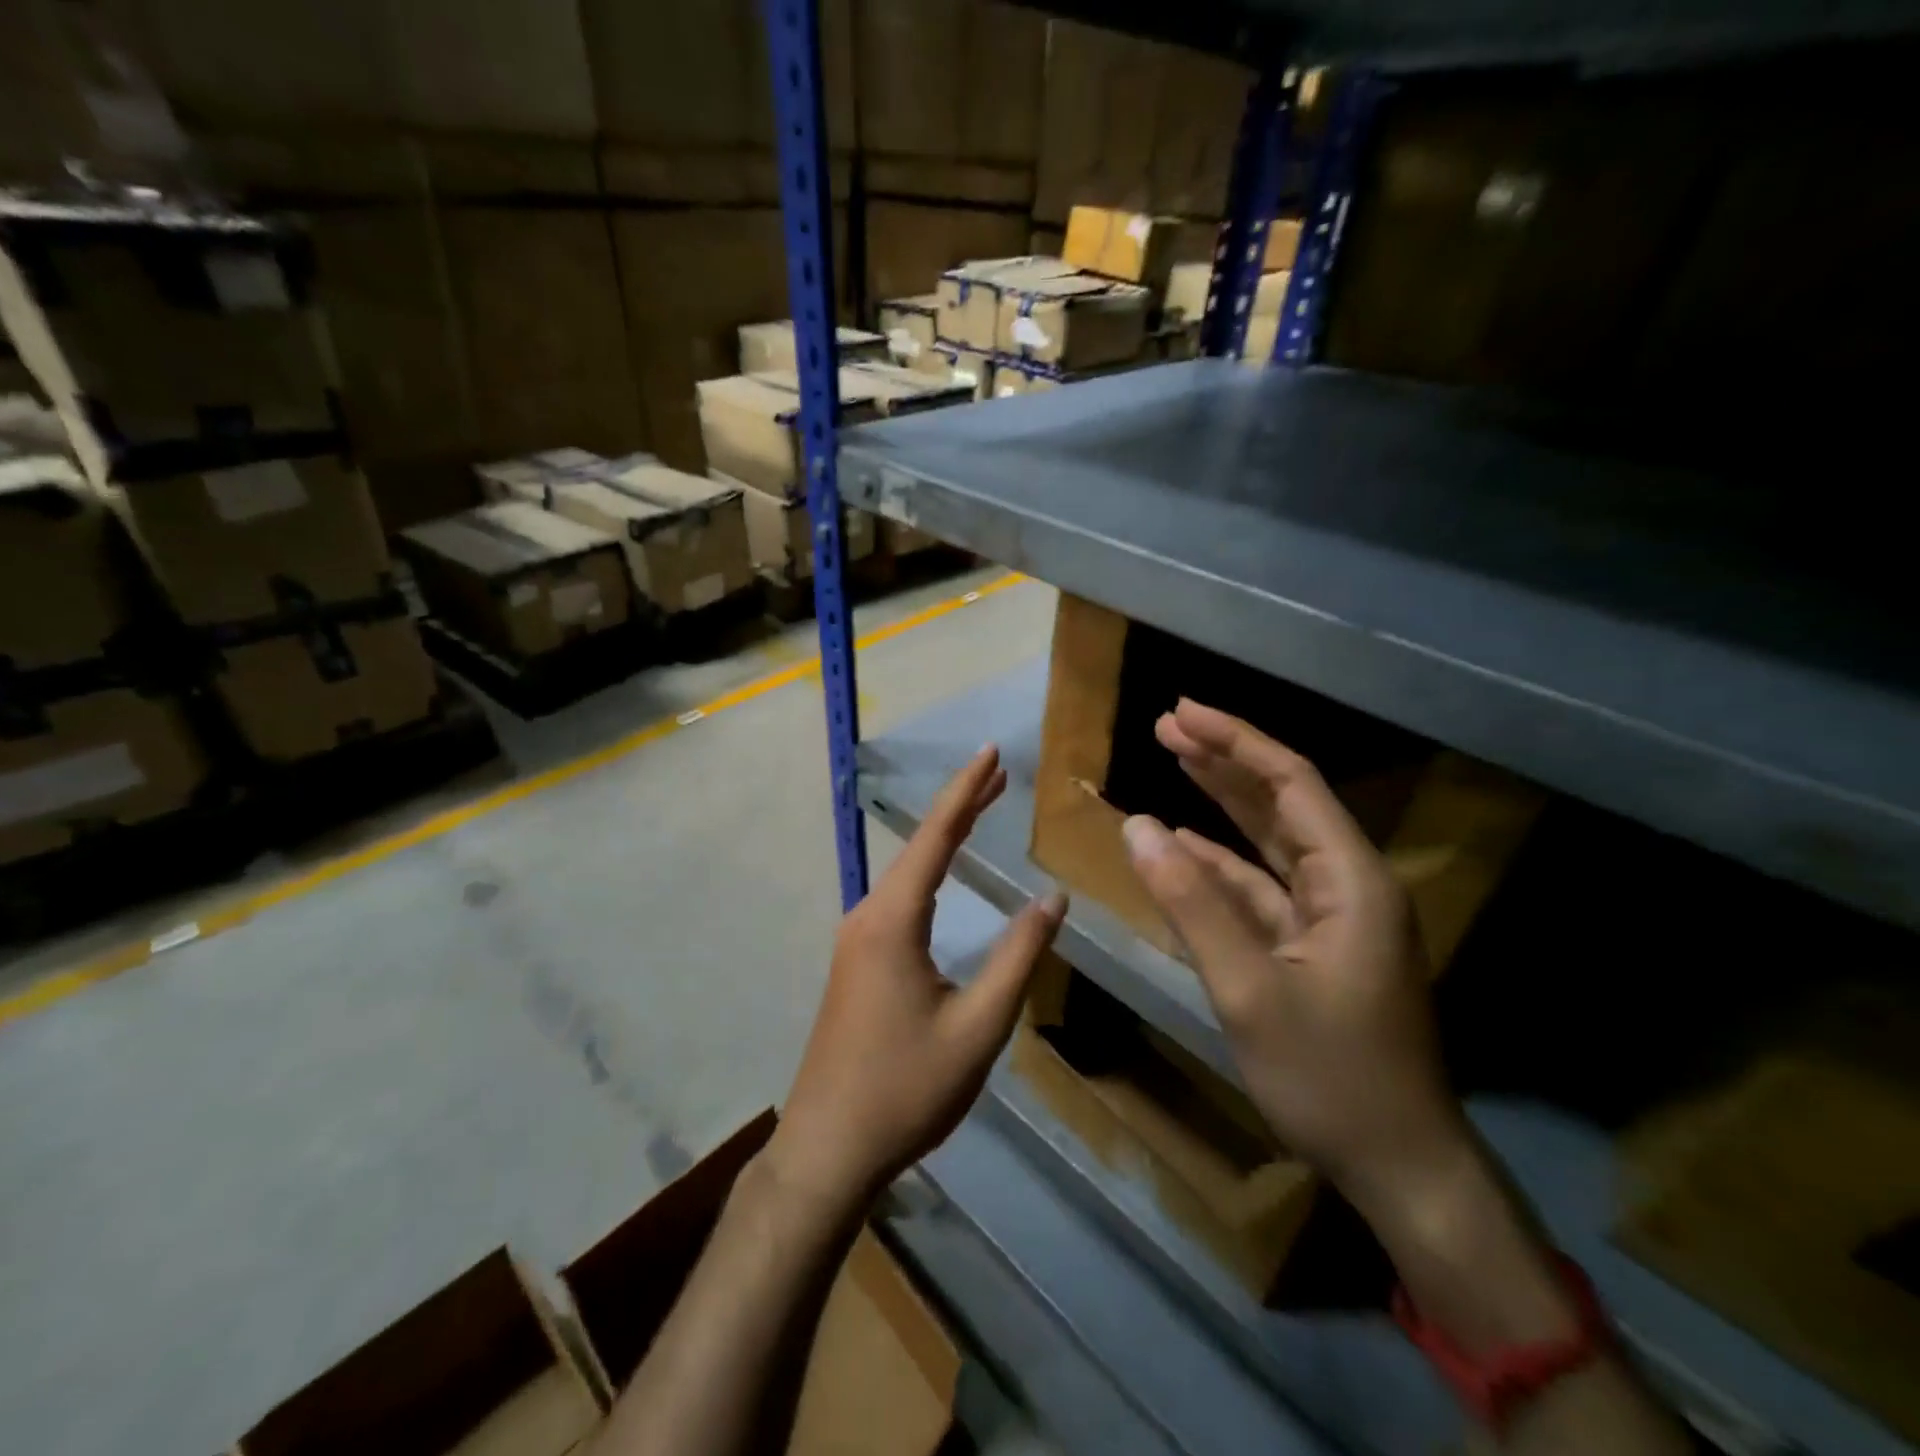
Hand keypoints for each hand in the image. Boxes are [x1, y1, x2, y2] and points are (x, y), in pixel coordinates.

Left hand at [770, 745, 1066, 1214]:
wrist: (828, 1147)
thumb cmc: (907, 1089)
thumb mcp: (978, 1026)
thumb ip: (1018, 957)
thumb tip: (1052, 899)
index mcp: (893, 920)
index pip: (935, 837)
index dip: (965, 791)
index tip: (989, 752)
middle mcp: (868, 915)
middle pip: (919, 846)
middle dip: (960, 806)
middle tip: (999, 774)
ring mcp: (856, 938)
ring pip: (907, 872)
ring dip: (944, 838)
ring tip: (982, 809)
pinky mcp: (856, 961)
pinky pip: (899, 899)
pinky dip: (930, 872)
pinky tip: (944, 877)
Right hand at [1120, 699, 1469, 1211]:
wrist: (1399, 1168)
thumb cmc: (1331, 1078)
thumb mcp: (1248, 990)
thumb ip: (1191, 904)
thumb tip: (1136, 826)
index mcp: (1352, 880)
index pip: (1291, 782)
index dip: (1235, 741)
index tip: (1181, 713)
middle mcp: (1347, 885)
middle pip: (1280, 802)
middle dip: (1224, 761)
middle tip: (1167, 725)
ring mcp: (1330, 917)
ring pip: (1269, 842)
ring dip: (1220, 805)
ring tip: (1173, 762)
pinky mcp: (1311, 947)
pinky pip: (1259, 889)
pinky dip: (1218, 866)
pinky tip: (1181, 847)